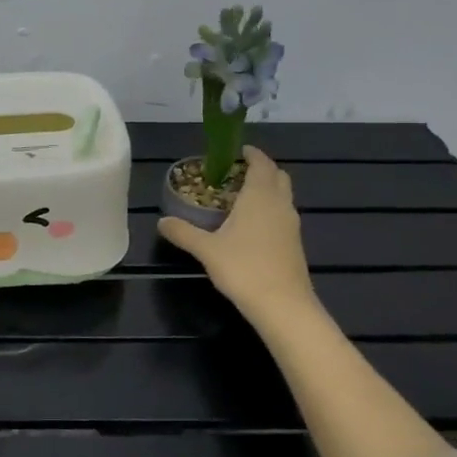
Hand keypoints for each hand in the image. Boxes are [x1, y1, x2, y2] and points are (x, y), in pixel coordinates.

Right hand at [158, 146, 320, 323]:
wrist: (283, 305)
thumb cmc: (244, 269)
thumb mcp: (206, 250)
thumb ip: (183, 232)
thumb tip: (161, 222)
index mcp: (260, 197)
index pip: (261, 163)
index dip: (251, 154)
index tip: (236, 151)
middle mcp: (280, 205)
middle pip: (278, 176)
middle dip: (260, 170)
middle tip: (236, 174)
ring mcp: (291, 224)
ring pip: (283, 196)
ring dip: (267, 190)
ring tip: (240, 198)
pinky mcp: (294, 243)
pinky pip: (283, 214)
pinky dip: (270, 210)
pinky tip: (250, 226)